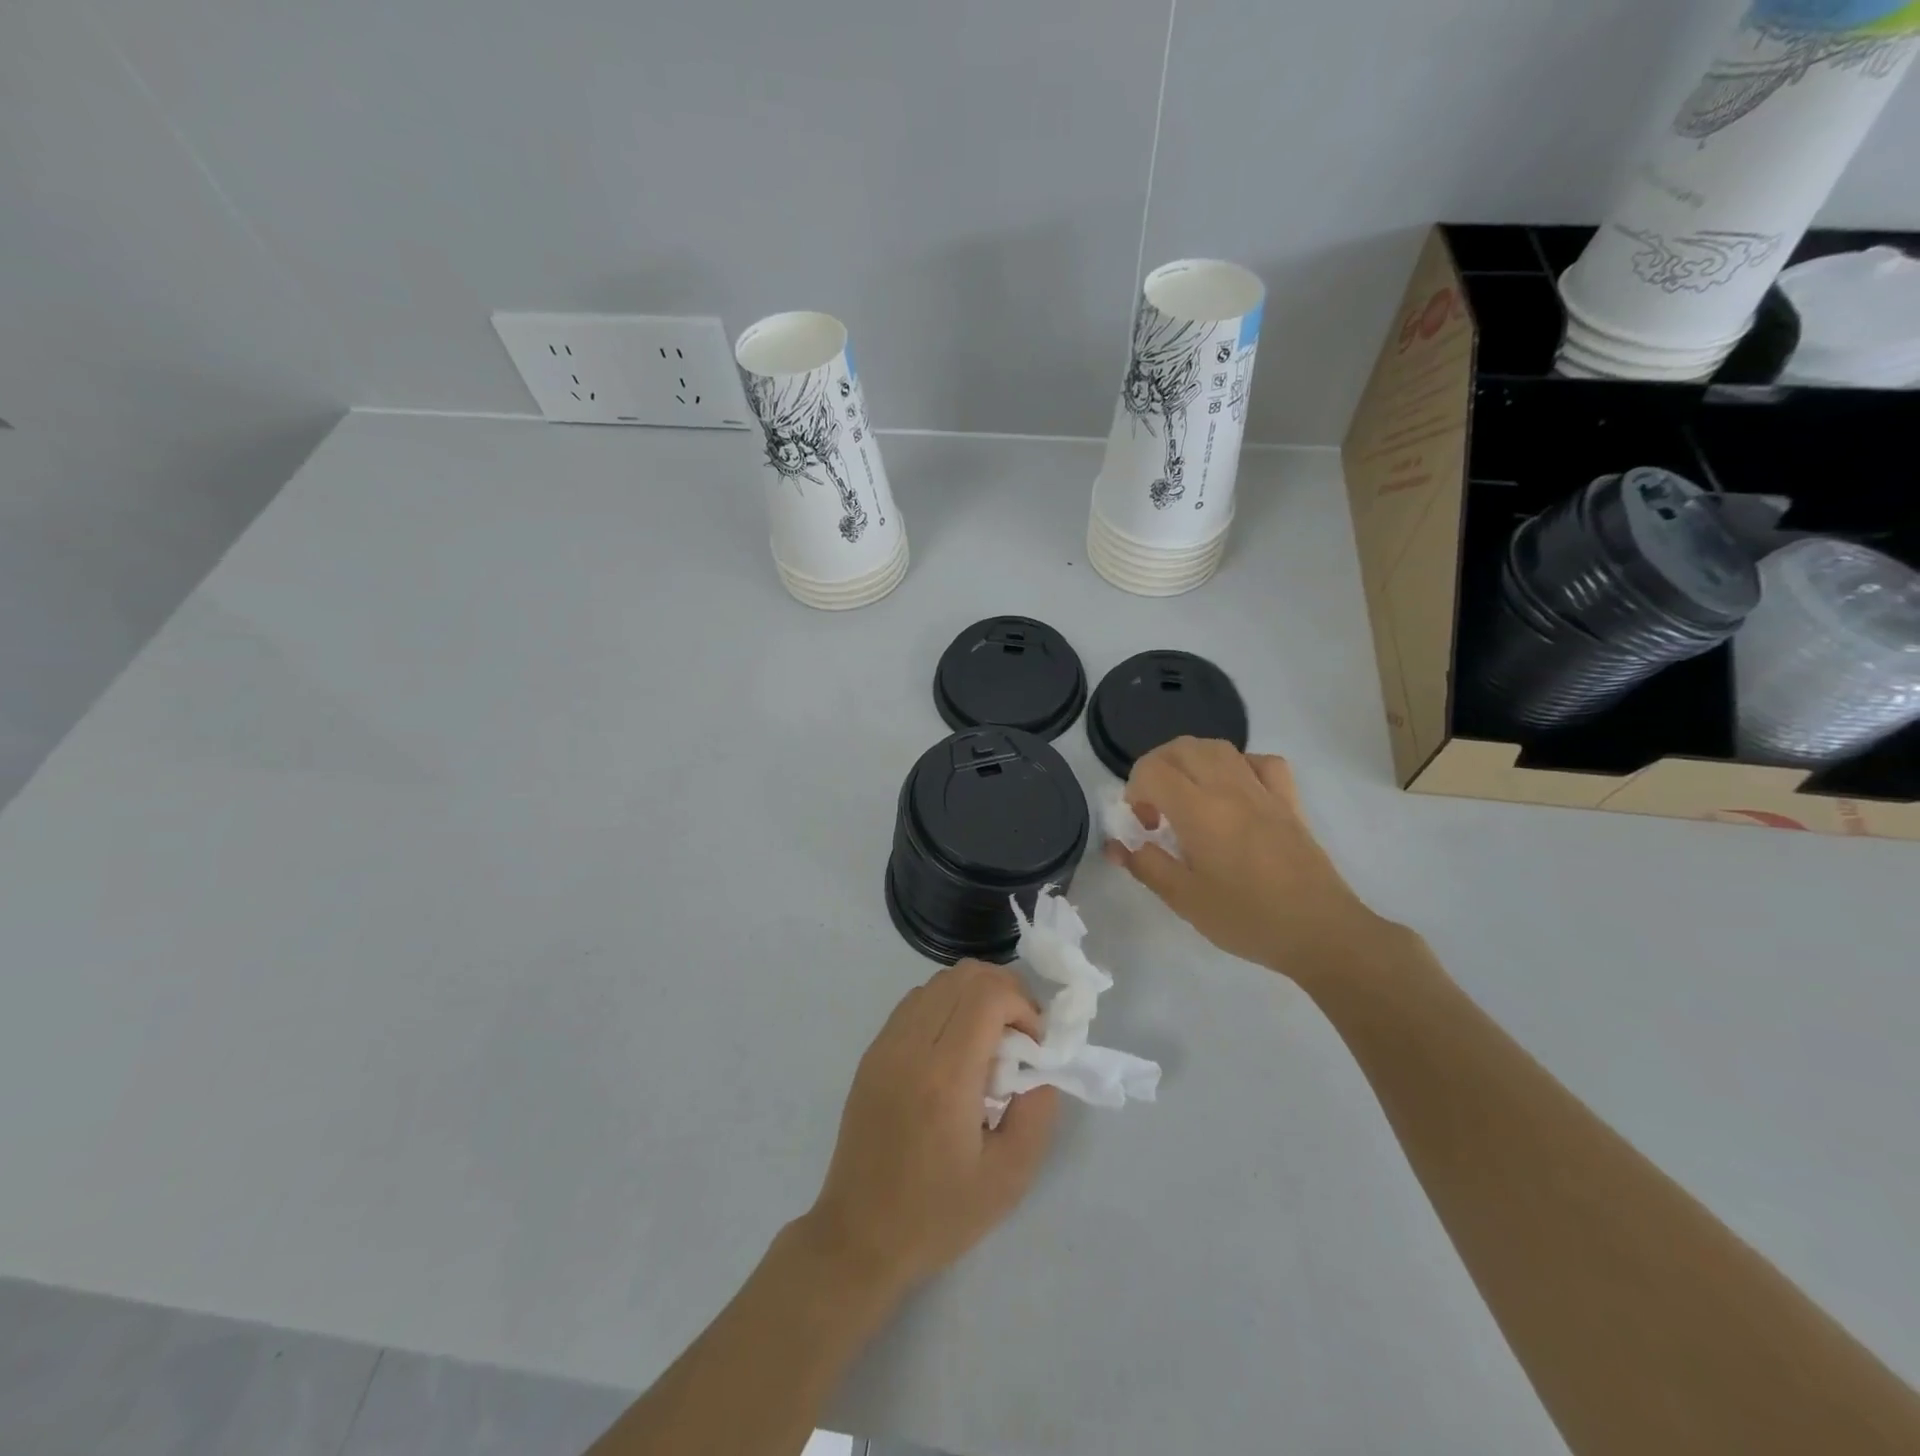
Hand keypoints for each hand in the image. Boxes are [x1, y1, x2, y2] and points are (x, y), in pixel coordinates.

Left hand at [803, 960, 1059, 1299]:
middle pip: (964, 975)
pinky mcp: (872, 1052)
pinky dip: (945, 1005)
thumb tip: (1040, 1065)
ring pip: (938, 981)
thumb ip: (1037, 1111)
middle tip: (1020, 1034)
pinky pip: (916, 1002)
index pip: (988, 995)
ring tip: (989, 1041)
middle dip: (1004, 991)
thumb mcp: (1009, 1178)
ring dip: (973, 995)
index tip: (1034, 1045)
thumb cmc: (938, 1215)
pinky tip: (955, 1049)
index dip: (1022, 1005)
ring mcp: (885, 1044)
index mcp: (945, 1076)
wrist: (859, 1236)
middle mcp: (910, 1046)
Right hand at [1106, 737, 1392, 977]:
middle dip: (1156, 768)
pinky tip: (1234, 791)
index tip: (1144, 826)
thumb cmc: (1247, 919)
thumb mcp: (1185, 900)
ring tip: (1187, 796)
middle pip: (1182, 748)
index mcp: (1199, 811)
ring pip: (1219, 747)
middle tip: (1156, 807)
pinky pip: (1262, 763)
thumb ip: (1146, 866)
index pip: (1152, 770)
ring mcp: (1263, 791)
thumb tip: (1116, 846)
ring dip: (1192, 761)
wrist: (1321, 932)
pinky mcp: (1289, 801)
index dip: (1135, 791)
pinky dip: (1238, 766)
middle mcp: (1229, 789)